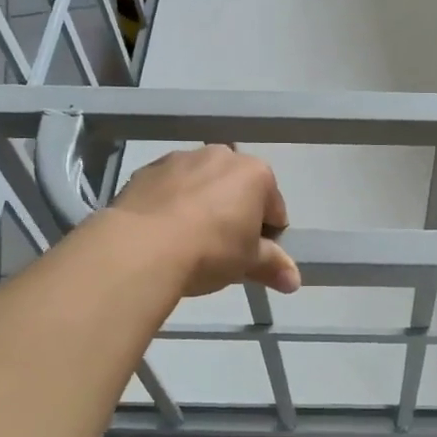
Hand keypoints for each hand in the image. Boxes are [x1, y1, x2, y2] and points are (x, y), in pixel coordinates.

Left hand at [108, 145, 299, 296]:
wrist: (141, 246)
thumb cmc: (210, 251)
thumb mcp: (248, 263)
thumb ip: (273, 266)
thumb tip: (294, 282)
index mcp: (256, 173)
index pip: (274, 207)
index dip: (268, 234)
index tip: (254, 256)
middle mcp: (221, 155)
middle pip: (237, 188)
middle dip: (235, 213)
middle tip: (223, 249)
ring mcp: (181, 158)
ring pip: (202, 183)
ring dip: (202, 204)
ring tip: (189, 241)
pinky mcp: (147, 169)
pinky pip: (169, 187)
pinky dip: (171, 203)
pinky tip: (163, 232)